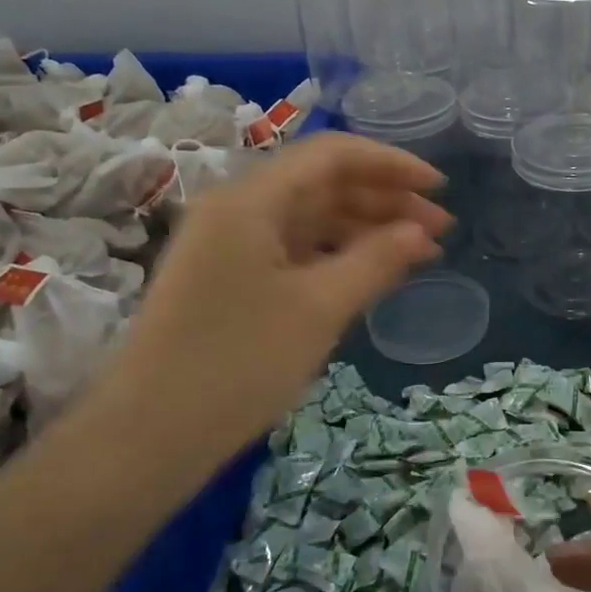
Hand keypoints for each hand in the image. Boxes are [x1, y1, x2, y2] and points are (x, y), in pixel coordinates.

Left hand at [110, 132, 449, 462]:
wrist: (149, 436)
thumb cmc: (238, 363)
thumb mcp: (319, 308)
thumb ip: (377, 260)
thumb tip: (422, 231)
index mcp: (251, 199)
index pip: (331, 155)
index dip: (391, 163)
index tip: (440, 186)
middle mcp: (238, 209)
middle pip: (322, 183)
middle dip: (385, 198)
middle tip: (441, 227)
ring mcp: (232, 245)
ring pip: (312, 218)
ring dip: (367, 228)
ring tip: (421, 252)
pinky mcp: (232, 279)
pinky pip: (297, 250)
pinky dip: (339, 255)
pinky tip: (374, 272)